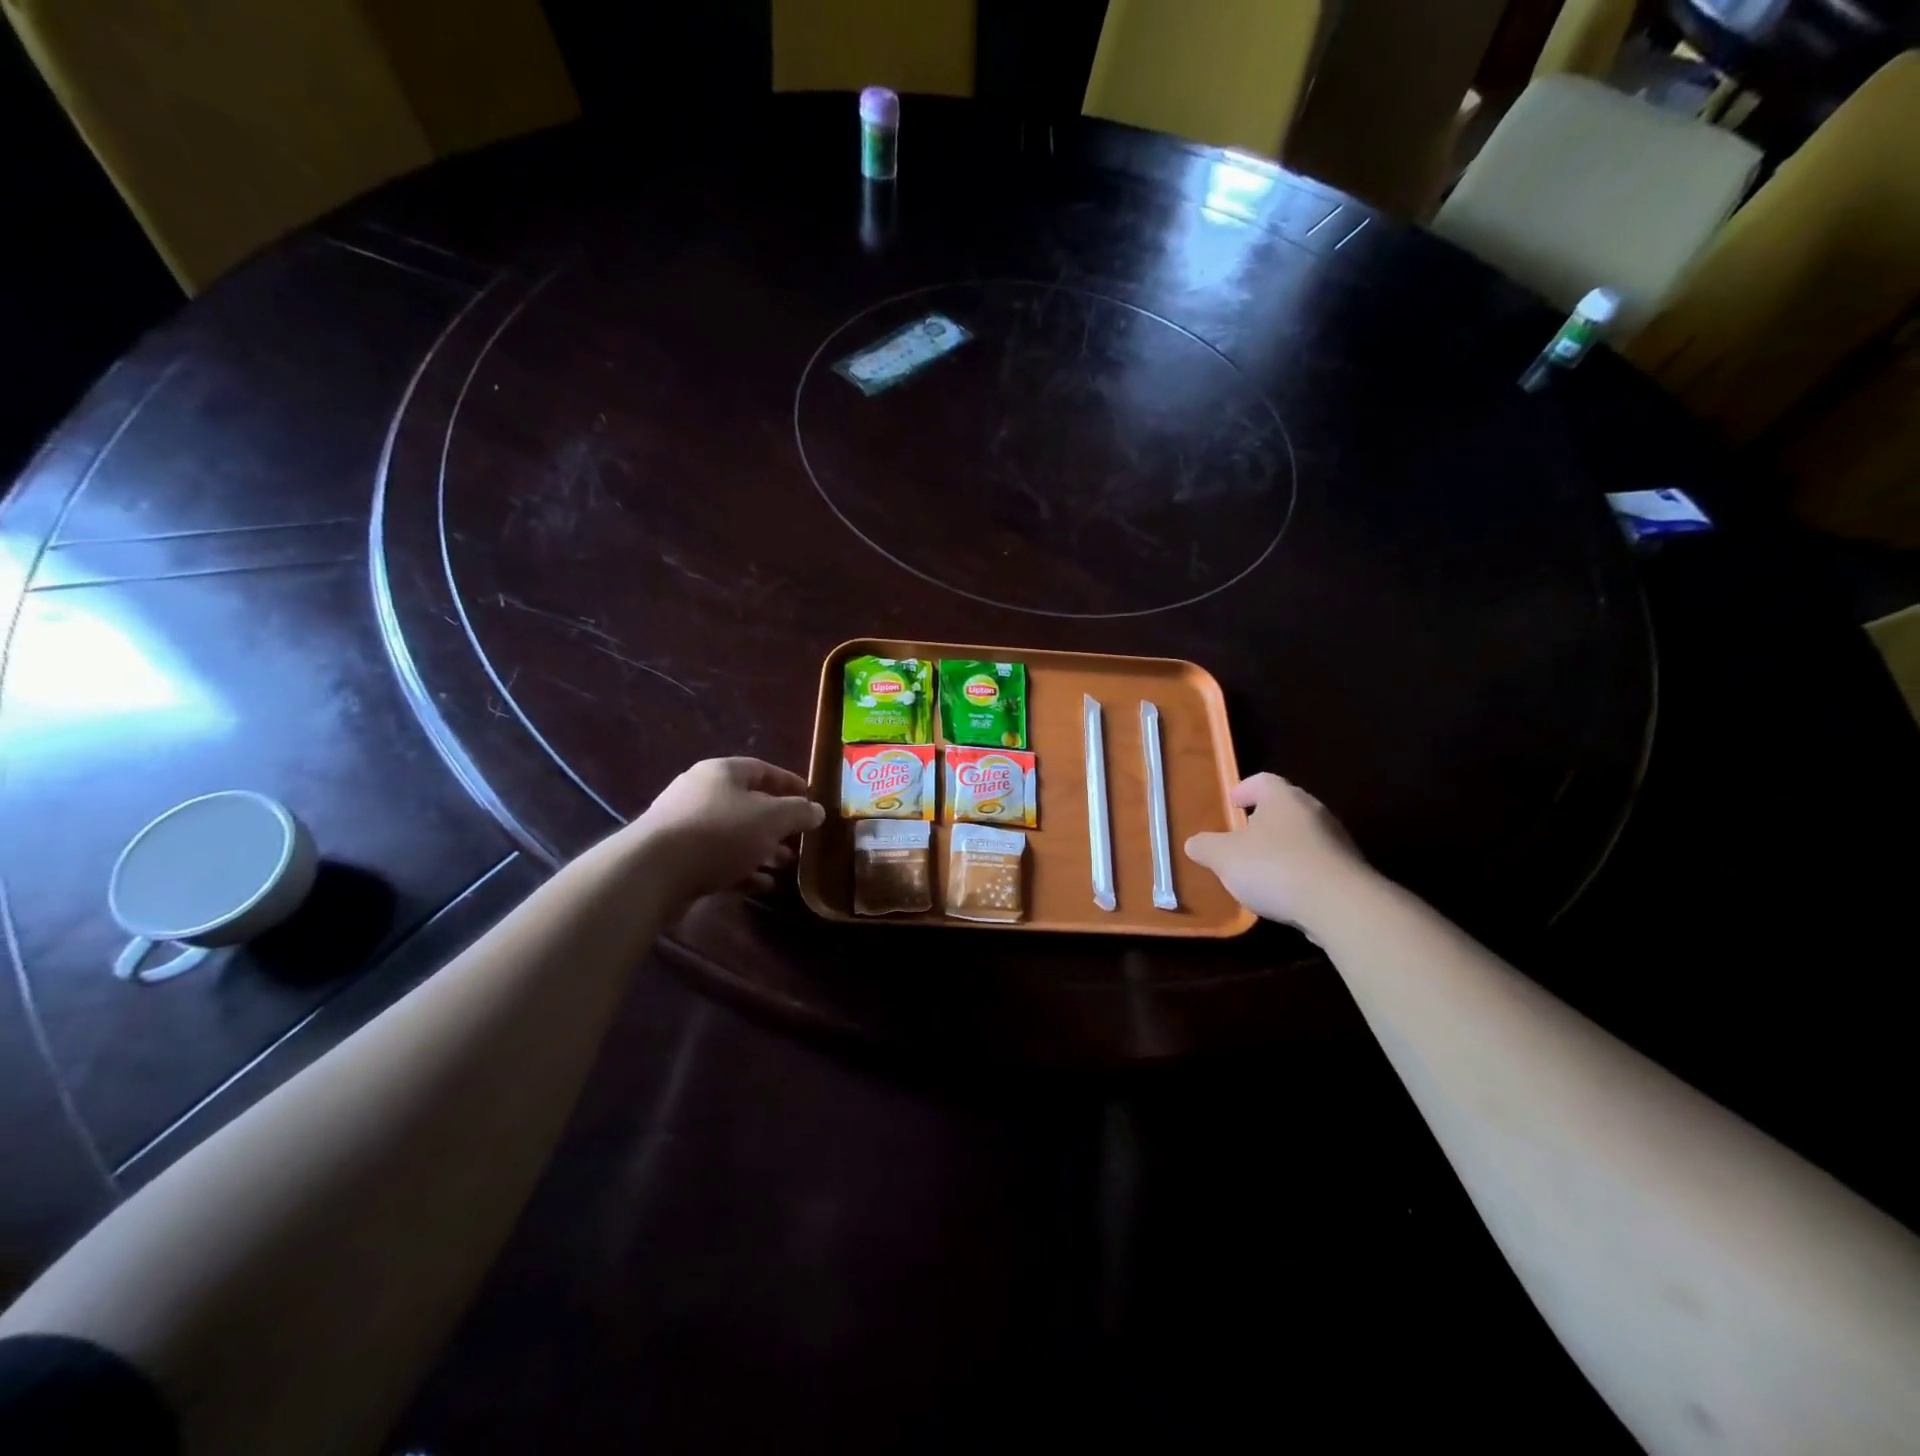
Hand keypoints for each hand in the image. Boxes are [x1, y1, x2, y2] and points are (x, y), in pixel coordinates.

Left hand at [631, 757, 824, 904]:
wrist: (653, 872)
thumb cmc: (719, 833)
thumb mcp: (771, 819)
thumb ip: (798, 813)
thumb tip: (817, 810)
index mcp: (722, 772)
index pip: (763, 770)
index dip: (790, 784)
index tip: (812, 799)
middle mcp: (702, 793)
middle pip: (748, 804)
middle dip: (778, 823)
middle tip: (801, 839)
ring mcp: (687, 827)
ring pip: (734, 835)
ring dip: (762, 849)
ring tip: (786, 864)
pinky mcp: (678, 859)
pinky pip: (718, 860)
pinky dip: (742, 870)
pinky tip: (762, 885)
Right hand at [1184, 773, 1370, 930]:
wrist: (1341, 906)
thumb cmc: (1274, 867)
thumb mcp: (1224, 857)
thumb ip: (1206, 847)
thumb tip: (1194, 843)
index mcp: (1283, 798)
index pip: (1262, 780)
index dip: (1244, 789)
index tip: (1232, 803)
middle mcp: (1314, 811)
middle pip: (1285, 807)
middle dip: (1264, 820)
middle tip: (1243, 837)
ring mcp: (1337, 840)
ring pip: (1303, 835)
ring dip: (1283, 847)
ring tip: (1263, 870)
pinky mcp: (1350, 870)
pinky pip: (1318, 863)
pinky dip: (1300, 871)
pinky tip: (1287, 893)